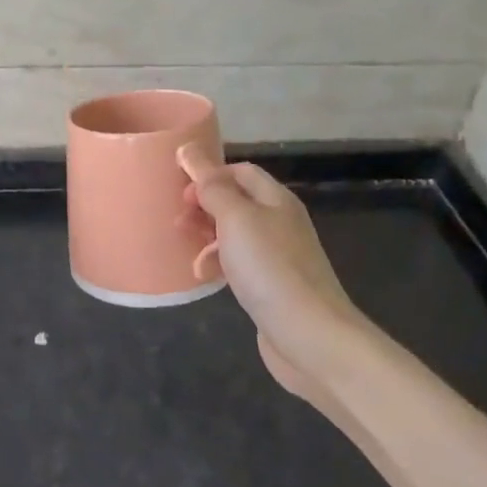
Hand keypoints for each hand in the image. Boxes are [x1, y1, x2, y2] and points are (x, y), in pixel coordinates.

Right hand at [178, 144, 374, 411]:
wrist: (310, 336)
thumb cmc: (270, 269)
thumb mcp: (236, 218)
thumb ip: (211, 186)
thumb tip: (189, 150)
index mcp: (276, 199)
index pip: (240, 171)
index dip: (208, 173)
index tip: (178, 188)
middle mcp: (279, 222)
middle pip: (236, 202)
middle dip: (203, 206)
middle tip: (176, 219)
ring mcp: (277, 256)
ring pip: (234, 234)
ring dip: (206, 236)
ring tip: (184, 248)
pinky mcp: (271, 286)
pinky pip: (238, 264)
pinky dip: (217, 264)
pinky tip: (202, 277)